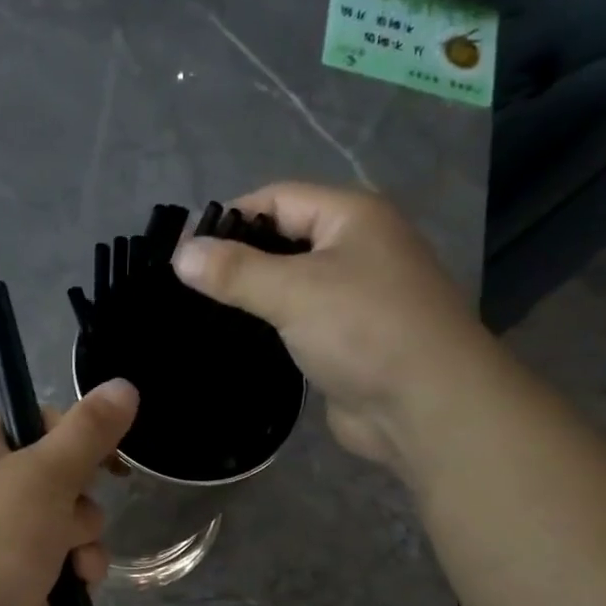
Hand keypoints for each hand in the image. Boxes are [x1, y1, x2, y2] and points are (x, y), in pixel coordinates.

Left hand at [0, 380, 137, 605]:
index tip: (104, 442)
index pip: (34, 422)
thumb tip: (124, 386)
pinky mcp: (36, 581)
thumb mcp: (44, 472)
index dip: (72, 428)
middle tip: (69, 507)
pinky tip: (76, 581)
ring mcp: (18, 541)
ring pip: (79, 521)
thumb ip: (88, 431)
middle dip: (81, 495)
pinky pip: (77, 561)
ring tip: (71, 556)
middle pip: (66, 474)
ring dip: (85, 537)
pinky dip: (82, 569)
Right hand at [171, 182, 476, 471]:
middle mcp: (355, 249)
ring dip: (251, 298)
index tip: (182, 252)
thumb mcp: (295, 291)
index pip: (277, 199)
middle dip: (237, 260)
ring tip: (199, 316)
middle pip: (283, 241)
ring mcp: (352, 298)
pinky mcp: (344, 342)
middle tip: (185, 288)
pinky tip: (235, 344)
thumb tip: (180, 254)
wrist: (424, 406)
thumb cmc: (364, 330)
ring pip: (289, 286)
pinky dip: (268, 329)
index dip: (229, 218)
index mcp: (351, 217)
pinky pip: (297, 324)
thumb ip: (235, 272)